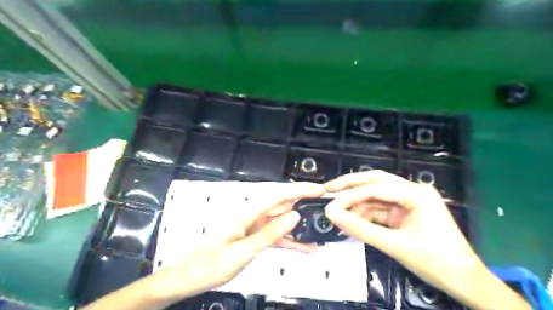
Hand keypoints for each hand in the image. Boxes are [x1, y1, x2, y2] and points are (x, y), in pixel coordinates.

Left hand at [150, 182, 324, 305]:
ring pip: (280, 222)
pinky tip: (304, 247)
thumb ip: (270, 233)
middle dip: (303, 204)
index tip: (318, 189)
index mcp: (247, 214)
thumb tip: (294, 215)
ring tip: (318, 230)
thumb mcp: (243, 251)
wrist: (186, 278)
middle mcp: (252, 217)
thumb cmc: (209, 264)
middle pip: (282, 206)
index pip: (278, 196)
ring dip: (299, 226)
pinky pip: (275, 237)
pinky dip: (289, 241)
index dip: (299, 190)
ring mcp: (253, 228)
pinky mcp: (252, 239)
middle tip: (323, 208)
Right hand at [323, 172, 482, 296]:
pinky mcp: (404, 213)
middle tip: (328, 189)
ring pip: (375, 196)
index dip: (350, 196)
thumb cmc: (437, 262)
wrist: (466, 283)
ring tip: (337, 214)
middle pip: (375, 181)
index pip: (375, 188)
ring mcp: (408, 202)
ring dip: (357, 205)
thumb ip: (361, 229)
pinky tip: (352, 221)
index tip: (329, 204)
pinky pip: (380, 209)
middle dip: (351, 186)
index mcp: (416, 194)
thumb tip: (331, 215)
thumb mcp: (395, 245)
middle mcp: (412, 191)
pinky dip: (365, 215)